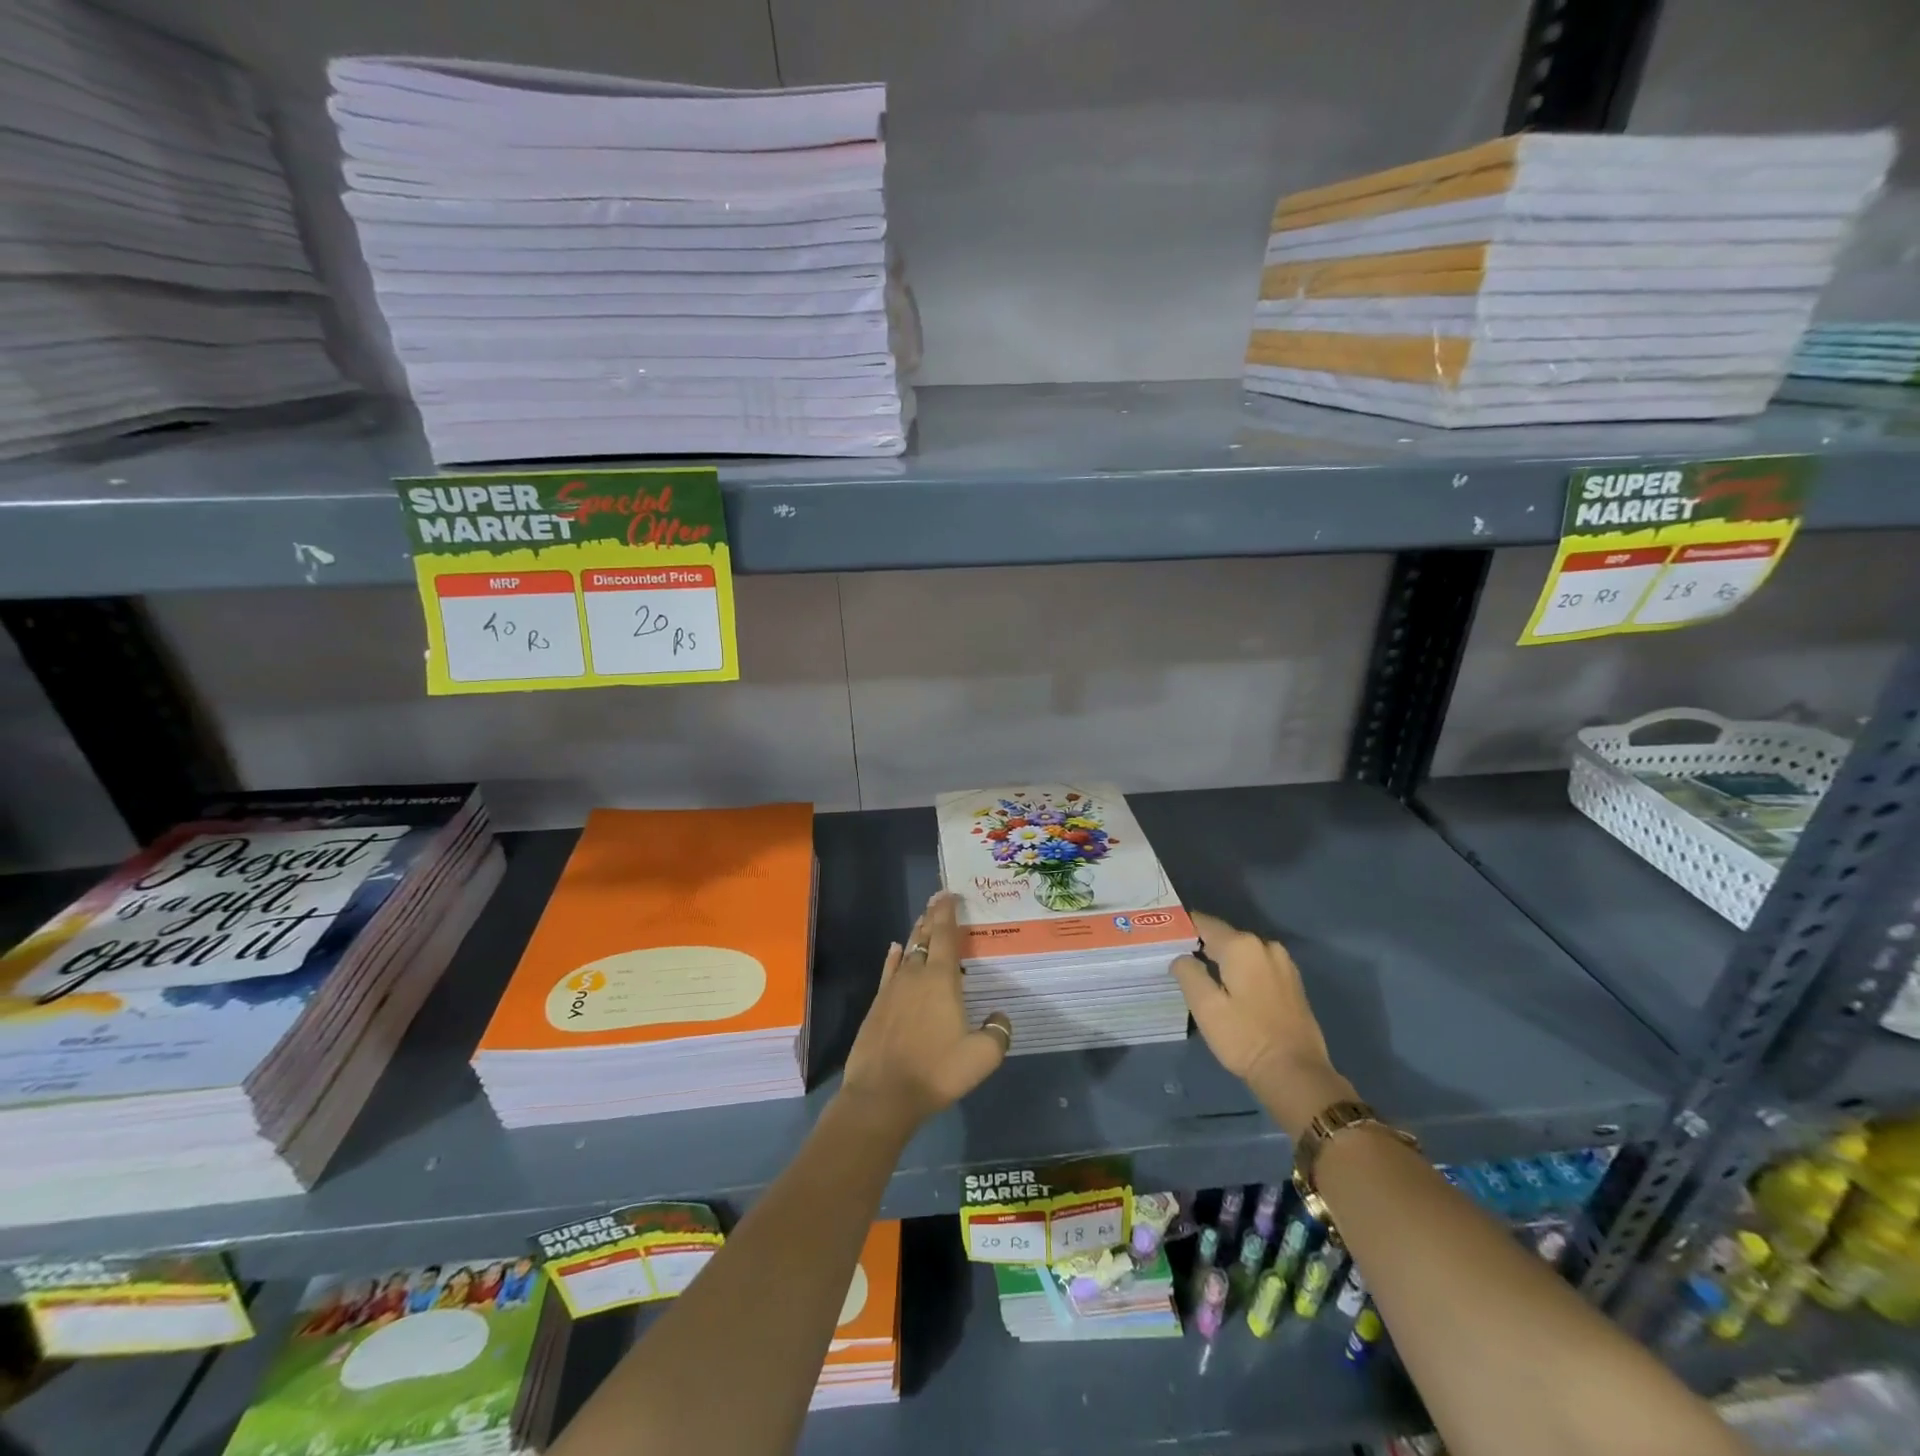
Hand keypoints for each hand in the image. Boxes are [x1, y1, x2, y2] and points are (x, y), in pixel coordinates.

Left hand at [840, 892, 1012, 1134]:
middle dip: (932, 917)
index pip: (946, 936)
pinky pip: (889, 971)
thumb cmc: (936, 1072)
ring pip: (907, 952)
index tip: (949, 894)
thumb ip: (997, 1033)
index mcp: (941, 980)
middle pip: (925, 938)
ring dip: (917, 935)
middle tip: (938, 899)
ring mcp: (893, 989)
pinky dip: (894, 957)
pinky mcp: (878, 1006)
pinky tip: (895, 949)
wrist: (882, 1095)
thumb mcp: (982, 1057)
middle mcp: (915, 975)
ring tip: (924, 922)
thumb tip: (1000, 1016)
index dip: (947, 912)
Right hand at [1171, 912, 1354, 1140]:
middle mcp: (1265, 945)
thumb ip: (1188, 972)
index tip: (1164, 939)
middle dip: (1201, 946)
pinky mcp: (1292, 982)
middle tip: (1177, 961)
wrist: (1296, 1074)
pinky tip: (1229, 989)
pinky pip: (1257, 966)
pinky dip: (1240, 971)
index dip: (1182, 928)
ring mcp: (1283, 963)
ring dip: (1222, 960)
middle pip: (1224, 937)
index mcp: (1242, 946)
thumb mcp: (1205, 1006)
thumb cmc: (1245, 1038)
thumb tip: (1182, 957)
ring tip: (1201, 977)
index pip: (1203, 922)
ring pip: (1241, 953)